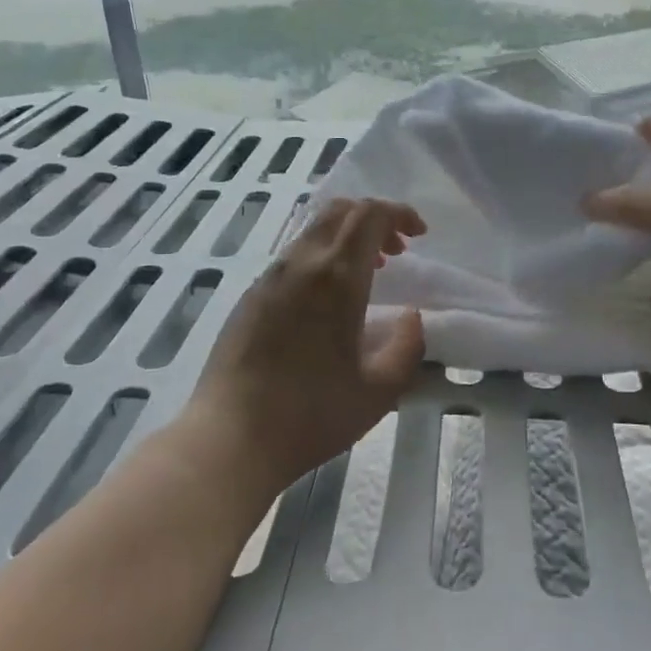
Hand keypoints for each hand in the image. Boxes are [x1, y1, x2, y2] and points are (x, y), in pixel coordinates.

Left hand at [183, 197, 426, 497]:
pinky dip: (322, 256)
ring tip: (368, 275)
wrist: (230, 438)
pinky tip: (328, 299)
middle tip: (396, 252)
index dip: (399, 213)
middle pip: (339, 211)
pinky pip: (294, 255)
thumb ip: (407, 347)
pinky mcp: (250, 296)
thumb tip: (411, 317)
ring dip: (347, 238)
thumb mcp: (379, 391)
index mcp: (336, 278)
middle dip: (374, 219)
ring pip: (313, 230)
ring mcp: (269, 277)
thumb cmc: (311, 415)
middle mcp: (300, 264)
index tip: (419, 234)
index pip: (369, 215)